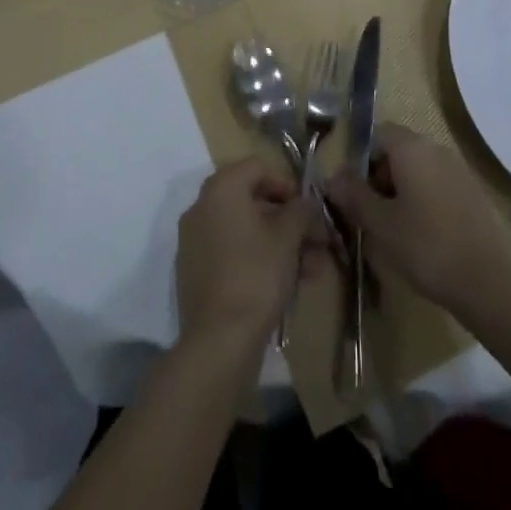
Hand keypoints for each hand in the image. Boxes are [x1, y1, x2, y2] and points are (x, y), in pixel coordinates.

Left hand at [175, 157, 316, 349]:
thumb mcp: (288, 237)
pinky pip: (232, 253)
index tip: (307, 209)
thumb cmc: (256, 275)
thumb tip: (306, 203)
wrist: (218, 341)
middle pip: (252, 202)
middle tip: (316, 242)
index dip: (287, 184)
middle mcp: (202, 207)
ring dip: (279, 244)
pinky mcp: (195, 273)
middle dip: (288, 222)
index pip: (258, 167)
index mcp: (221, 188)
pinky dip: (258, 260)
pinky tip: (287, 285)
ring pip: (245, 232)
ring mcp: (194, 241)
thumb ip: (301, 211)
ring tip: (311, 270)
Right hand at [325, 124, 510, 315]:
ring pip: (418, 168)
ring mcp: (457, 168)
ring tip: (397, 230)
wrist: (487, 281)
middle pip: (398, 150)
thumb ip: (354, 195)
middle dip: (381, 177)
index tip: (358, 194)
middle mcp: (435, 148)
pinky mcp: (472, 191)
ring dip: (402, 190)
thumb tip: (333, 177)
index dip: (362, 161)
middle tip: (374, 215)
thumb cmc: (425, 246)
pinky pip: (438, 184)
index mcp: (411, 147)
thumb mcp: (380, 224)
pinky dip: (425, 200)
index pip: (378, 134)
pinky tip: (424, 235)